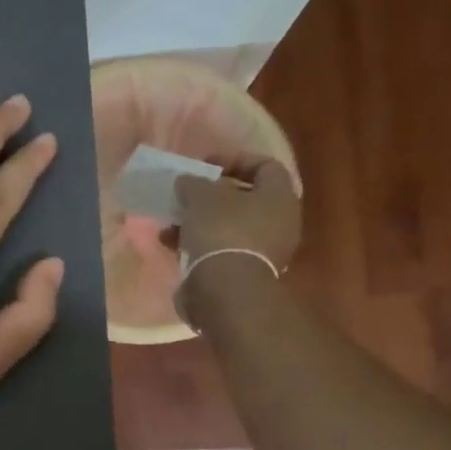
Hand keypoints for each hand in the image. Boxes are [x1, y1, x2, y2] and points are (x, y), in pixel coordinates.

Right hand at [171, 156, 302, 273]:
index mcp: (279, 197)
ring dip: (198, 221)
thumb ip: (194, 183)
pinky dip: (197, 243)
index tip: (205, 166)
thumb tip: (187, 181)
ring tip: (171, 222)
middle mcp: (279, 222)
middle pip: (244, 199)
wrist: (225, 289)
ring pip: (227, 226)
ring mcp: (263, 250)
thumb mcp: (202, 196)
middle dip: (211, 195)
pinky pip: (219, 249)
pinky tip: (170, 244)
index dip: (235, 160)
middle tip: (187, 194)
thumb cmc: (221, 231)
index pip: (265, 166)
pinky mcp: (243, 272)